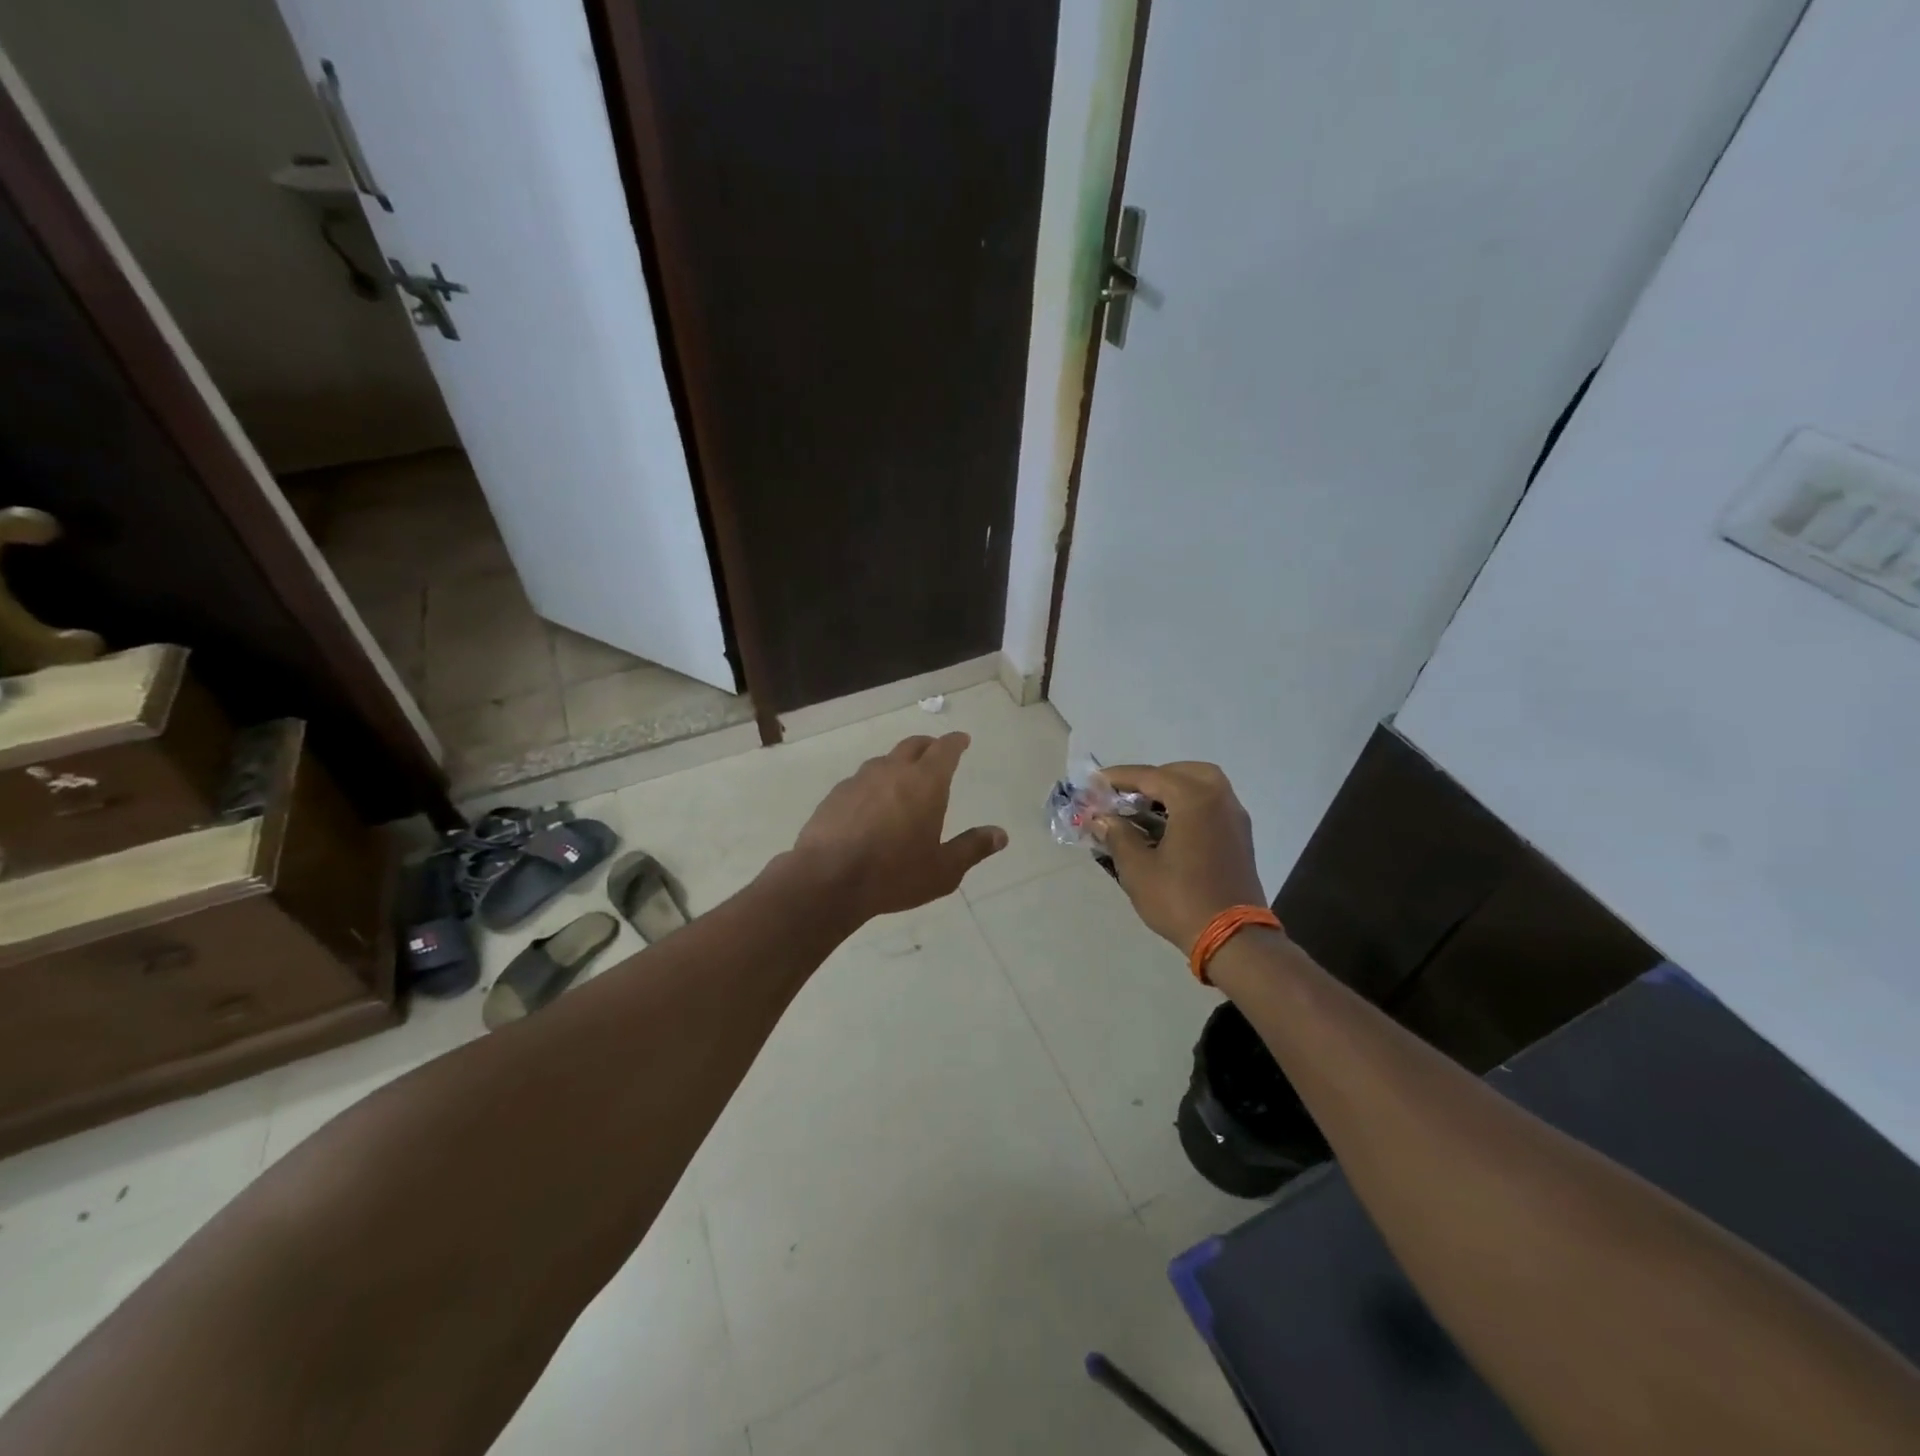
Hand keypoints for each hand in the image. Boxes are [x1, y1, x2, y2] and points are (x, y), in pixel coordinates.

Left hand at [793, 733, 1006, 922]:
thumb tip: (1001, 834)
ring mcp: (860, 780)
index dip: (955, 742)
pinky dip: (873, 784)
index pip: (945, 750)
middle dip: (929, 745)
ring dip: (898, 764)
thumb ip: (972, 848)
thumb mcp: (943, 870)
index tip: (962, 740)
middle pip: (913, 745)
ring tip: (903, 779)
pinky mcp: (835, 795)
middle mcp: (893, 771)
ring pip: (884, 761)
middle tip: (936, 751)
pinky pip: (860, 781)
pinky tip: (871, 804)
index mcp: (926, 783)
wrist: (827, 878)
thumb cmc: (894, 874)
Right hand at [1095, 762, 1266, 949]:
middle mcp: (1219, 799)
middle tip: (1126, 794)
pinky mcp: (1240, 837)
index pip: (1150, 776)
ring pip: (1203, 785)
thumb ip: (1118, 835)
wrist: (1233, 939)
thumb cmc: (1180, 899)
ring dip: (1173, 789)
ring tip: (1145, 808)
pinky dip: (1190, 804)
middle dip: (1152, 778)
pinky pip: (1213, 804)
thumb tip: (1102, 819)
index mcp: (1195, 800)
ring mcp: (1234, 818)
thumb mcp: (1138, 868)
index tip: (1094, 781)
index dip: (1119, 778)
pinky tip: (1168, 825)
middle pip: (1182, 772)